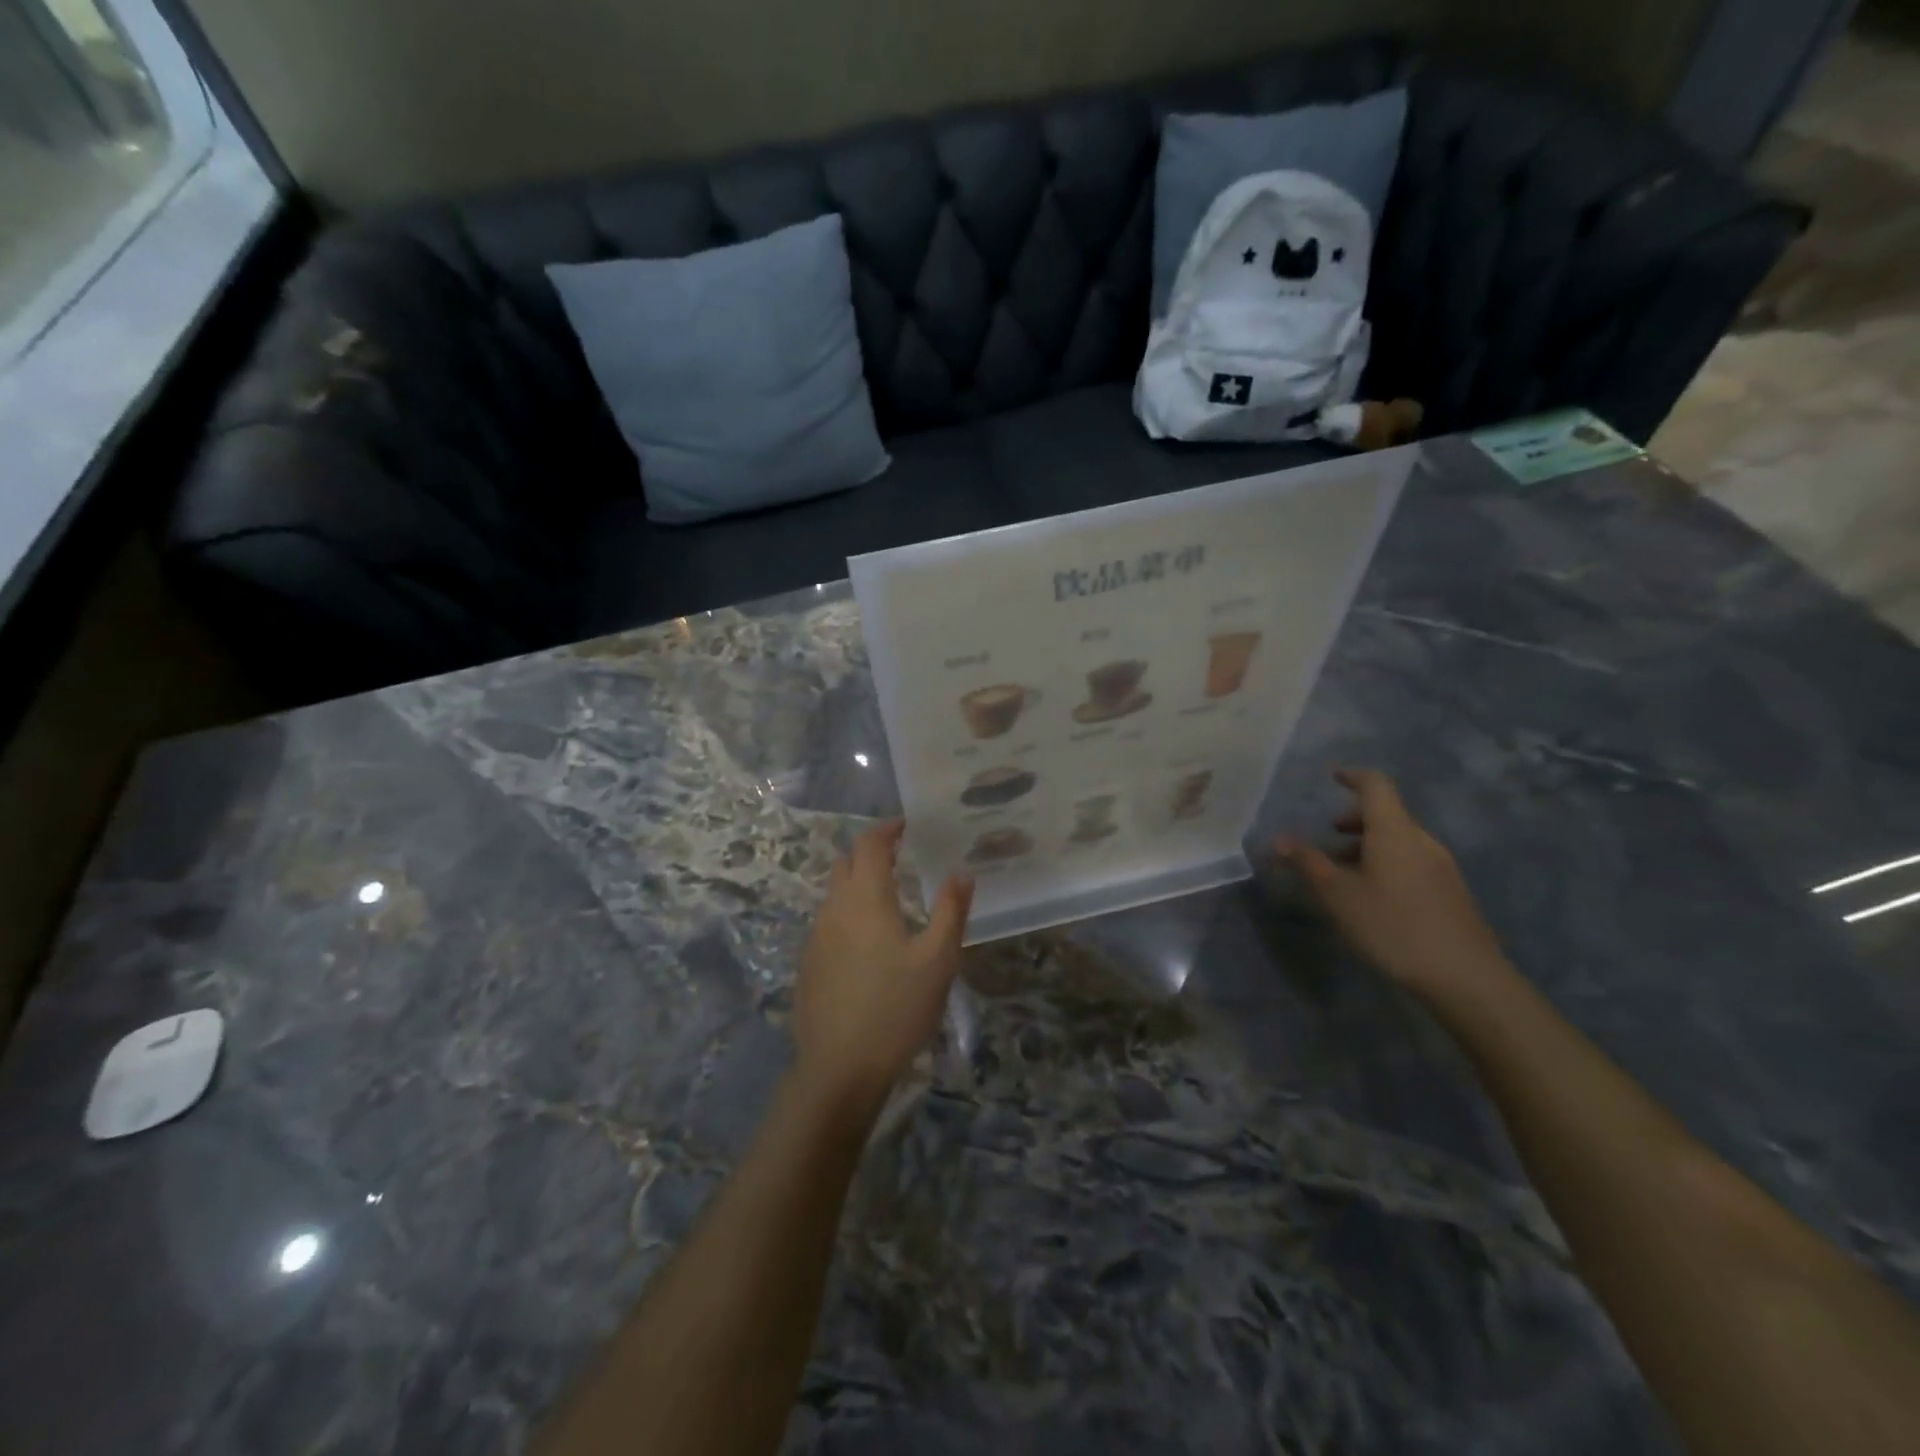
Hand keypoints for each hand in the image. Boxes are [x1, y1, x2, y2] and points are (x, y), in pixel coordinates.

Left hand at [792, 821, 972, 1117]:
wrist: (840, 1067)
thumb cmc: (897, 1008)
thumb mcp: (938, 959)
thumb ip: (951, 911)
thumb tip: (962, 873)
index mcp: (866, 898)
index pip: (870, 844)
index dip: (887, 829)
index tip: (906, 825)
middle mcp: (834, 908)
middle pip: (846, 863)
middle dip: (870, 853)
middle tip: (901, 858)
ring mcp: (816, 936)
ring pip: (834, 893)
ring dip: (858, 884)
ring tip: (890, 900)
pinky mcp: (808, 963)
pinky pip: (828, 922)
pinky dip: (848, 914)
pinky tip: (868, 943)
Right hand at [1276, 769, 1509, 1003]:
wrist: (1463, 976)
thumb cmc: (1392, 925)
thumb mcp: (1338, 894)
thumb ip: (1308, 862)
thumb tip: (1279, 839)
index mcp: (1394, 831)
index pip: (1376, 786)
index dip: (1354, 777)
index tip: (1333, 777)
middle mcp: (1421, 840)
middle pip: (1387, 814)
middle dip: (1354, 819)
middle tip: (1327, 836)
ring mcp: (1440, 866)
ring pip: (1398, 841)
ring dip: (1368, 845)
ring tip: (1342, 872)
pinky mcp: (1449, 891)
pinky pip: (1411, 861)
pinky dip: (1385, 863)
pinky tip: (1371, 896)